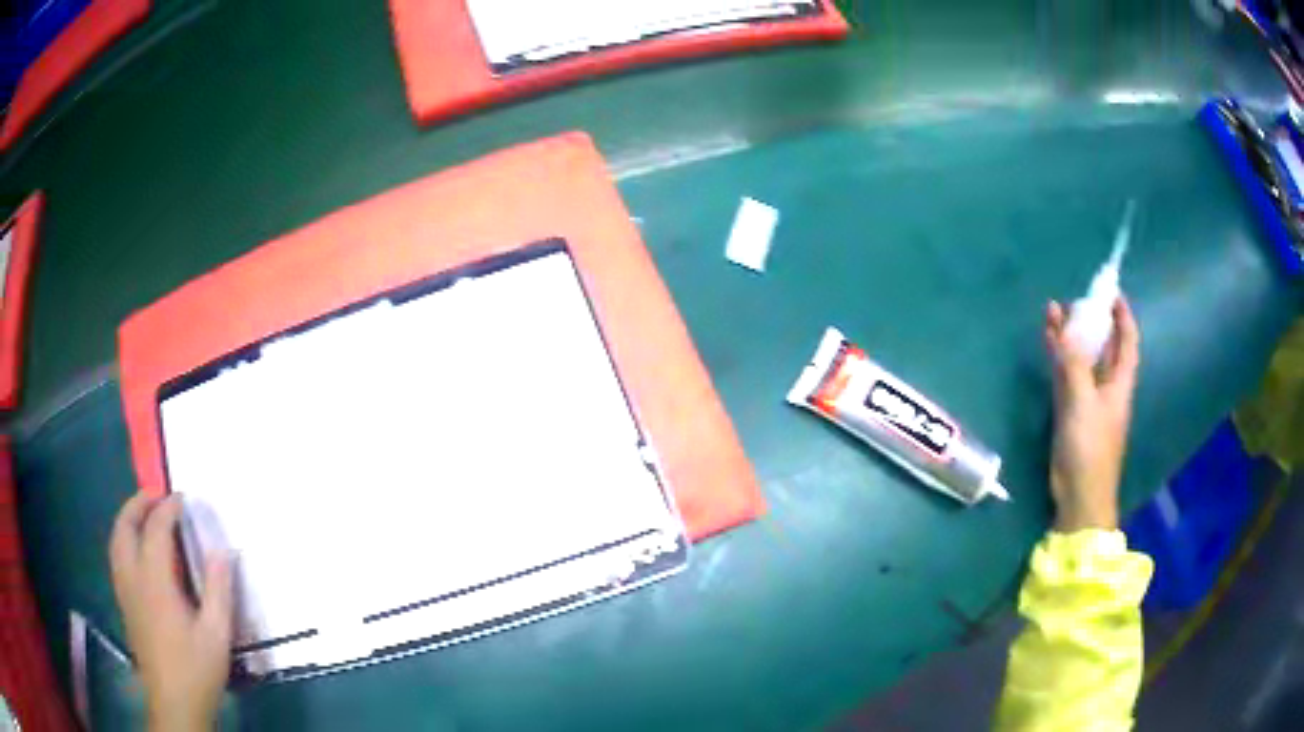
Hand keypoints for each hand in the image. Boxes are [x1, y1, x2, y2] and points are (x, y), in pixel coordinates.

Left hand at [110, 494, 231, 731]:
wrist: (174, 702)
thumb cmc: (196, 668)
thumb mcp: (217, 634)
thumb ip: (219, 590)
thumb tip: (223, 550)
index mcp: (154, 581)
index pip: (156, 528)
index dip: (169, 508)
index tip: (184, 499)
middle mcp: (132, 577)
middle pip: (125, 525)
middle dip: (138, 503)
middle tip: (157, 496)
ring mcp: (124, 590)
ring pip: (116, 540)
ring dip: (128, 519)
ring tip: (144, 515)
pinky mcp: (124, 603)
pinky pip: (117, 557)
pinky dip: (124, 539)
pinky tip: (137, 551)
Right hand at [1044, 297, 1140, 532]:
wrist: (1079, 494)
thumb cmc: (1090, 448)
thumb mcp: (1082, 402)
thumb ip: (1073, 363)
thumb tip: (1064, 325)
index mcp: (1120, 383)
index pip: (1127, 342)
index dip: (1122, 316)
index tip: (1111, 292)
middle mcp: (1107, 387)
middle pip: (1103, 346)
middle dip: (1091, 321)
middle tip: (1074, 299)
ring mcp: (1089, 400)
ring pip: (1082, 359)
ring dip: (1070, 337)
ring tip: (1052, 312)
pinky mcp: (1072, 413)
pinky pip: (1067, 377)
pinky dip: (1059, 359)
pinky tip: (1049, 344)